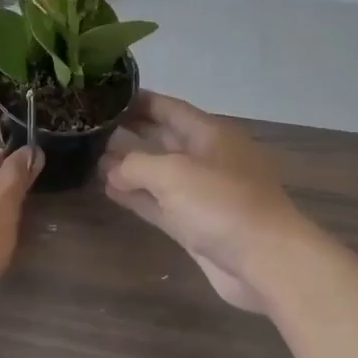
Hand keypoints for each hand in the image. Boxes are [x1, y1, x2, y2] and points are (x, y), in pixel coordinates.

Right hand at [99, 93, 314, 311]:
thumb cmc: (222, 204)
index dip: (138, 101)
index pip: (168, 108)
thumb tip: (111, 168)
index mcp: (210, 134)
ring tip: (92, 159)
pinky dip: (137, 196)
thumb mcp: (173, 173)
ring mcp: (203, 194)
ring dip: (129, 167)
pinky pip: (161, 203)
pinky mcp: (197, 226)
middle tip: (91, 129)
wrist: (266, 261)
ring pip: (160, 173)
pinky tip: (110, 191)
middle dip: (130, 133)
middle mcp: (207, 158)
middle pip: (163, 138)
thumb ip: (135, 164)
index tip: (104, 96)